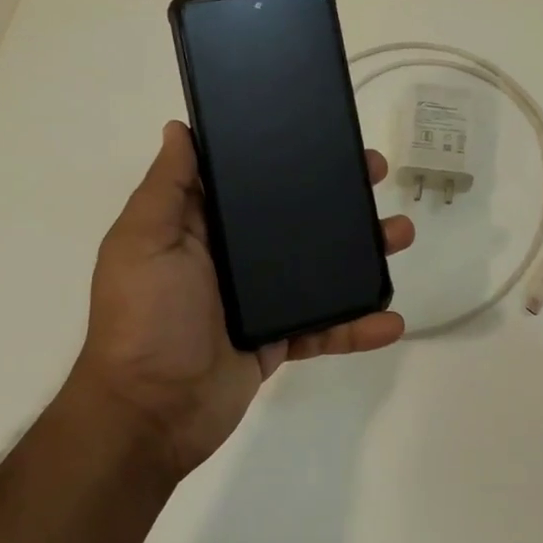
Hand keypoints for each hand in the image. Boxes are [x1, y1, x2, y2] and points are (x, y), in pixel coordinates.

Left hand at [71, 121, 414, 481]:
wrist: (149, 414)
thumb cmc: (144, 317)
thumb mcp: (143, 241)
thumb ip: (167, 187)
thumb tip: (180, 128)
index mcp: (204, 227)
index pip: (251, 180)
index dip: (287, 156)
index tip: (325, 136)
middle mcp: (236, 258)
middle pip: (297, 218)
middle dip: (338, 197)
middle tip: (376, 175)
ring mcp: (262, 300)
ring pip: (321, 268)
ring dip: (363, 254)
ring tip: (400, 235)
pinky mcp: (281, 340)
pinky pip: (327, 327)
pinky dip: (359, 326)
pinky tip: (391, 320)